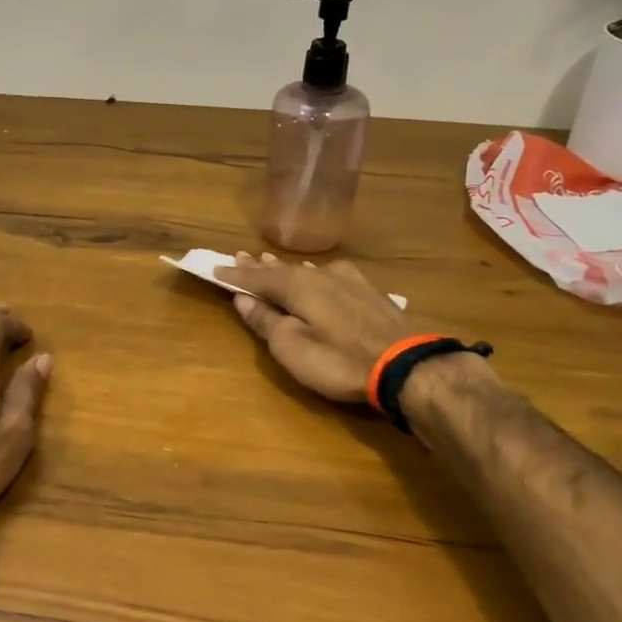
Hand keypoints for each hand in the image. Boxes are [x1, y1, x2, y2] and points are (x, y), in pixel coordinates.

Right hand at [214, 252, 413, 402]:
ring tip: (269, 263)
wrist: (407, 365)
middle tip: (239, 257)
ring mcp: (349, 281)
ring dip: (285, 269)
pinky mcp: (369, 293)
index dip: (234, 275)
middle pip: (282, 269)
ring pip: (307, 270)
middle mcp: (321, 274)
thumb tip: (243, 299)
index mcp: (297, 286)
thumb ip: (267, 322)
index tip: (214, 267)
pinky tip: (314, 276)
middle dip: (259, 266)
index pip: (256, 277)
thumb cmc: (340, 360)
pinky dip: (311, 276)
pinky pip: (328, 276)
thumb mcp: (293, 347)